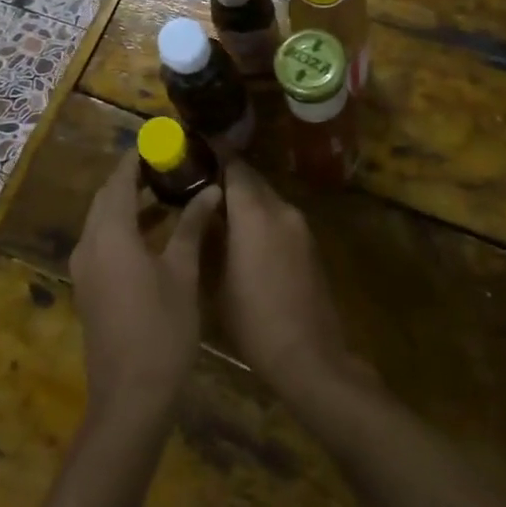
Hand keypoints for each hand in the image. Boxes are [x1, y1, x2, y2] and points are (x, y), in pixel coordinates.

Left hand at [70, 152, 222, 426]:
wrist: (130, 398)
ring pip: (103, 220)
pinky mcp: (89, 287)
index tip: (162, 141)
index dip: (138, 156)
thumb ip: (191, 225)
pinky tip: (155, 232)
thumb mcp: (182, 272)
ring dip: (130, 203)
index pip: (119, 178)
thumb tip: (210, 190)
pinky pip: (103, 241)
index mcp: (109, 233)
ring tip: (168, 191)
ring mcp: (85, 268)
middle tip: (170, 164)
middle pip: (107, 197)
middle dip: (134, 177)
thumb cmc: (162, 329)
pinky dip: (125, 227)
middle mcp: (89, 243)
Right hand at [219, 158, 372, 409]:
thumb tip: (201, 213)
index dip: (214, 155)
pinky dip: (261, 217)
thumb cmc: (253, 321)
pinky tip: (245, 237)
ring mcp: (300, 226)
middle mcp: (281, 209)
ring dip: (245, 199)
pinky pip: (280, 217)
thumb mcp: (216, 281)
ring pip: (267, 198)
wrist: (309, 356)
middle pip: (252, 179)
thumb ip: (208, 238)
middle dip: (227, 177)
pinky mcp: (311, 244)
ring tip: (219, 211)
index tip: (195, 150)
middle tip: (200, 183)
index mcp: (254, 213)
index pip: (234, 166)